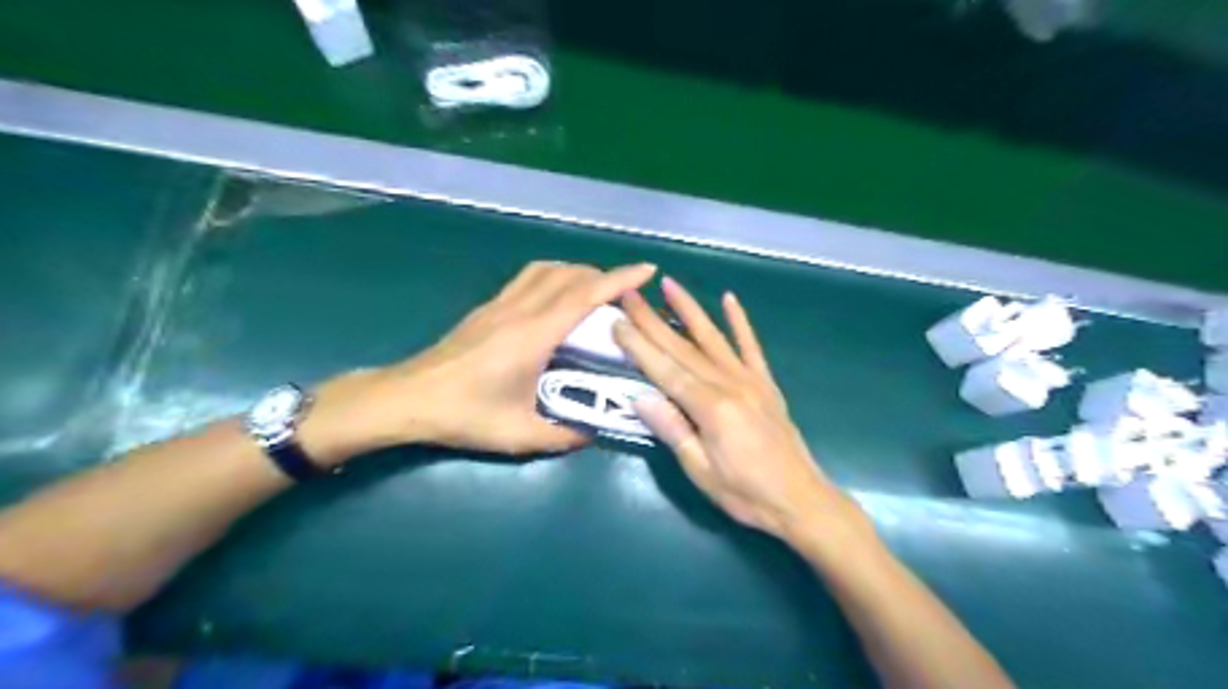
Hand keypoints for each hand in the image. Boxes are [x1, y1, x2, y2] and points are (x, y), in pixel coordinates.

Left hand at [302, 257, 656, 461]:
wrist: (408, 398)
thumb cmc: (464, 415)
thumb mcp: (519, 435)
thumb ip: (563, 434)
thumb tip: (593, 432)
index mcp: (533, 335)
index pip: (584, 296)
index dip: (618, 279)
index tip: (646, 270)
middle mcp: (519, 310)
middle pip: (569, 275)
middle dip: (603, 276)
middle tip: (626, 294)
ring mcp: (500, 305)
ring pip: (546, 270)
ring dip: (576, 271)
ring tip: (595, 290)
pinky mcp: (487, 308)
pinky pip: (528, 278)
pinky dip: (553, 276)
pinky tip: (557, 297)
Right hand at [612, 278, 862, 546]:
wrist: (800, 499)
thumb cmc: (746, 493)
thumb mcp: (701, 471)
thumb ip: (674, 431)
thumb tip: (641, 398)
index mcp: (710, 409)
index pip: (666, 370)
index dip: (639, 346)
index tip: (618, 321)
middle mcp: (729, 385)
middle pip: (683, 348)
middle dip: (653, 320)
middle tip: (630, 295)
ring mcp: (750, 380)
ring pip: (713, 337)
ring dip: (690, 309)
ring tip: (669, 283)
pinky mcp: (766, 383)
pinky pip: (751, 346)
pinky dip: (740, 322)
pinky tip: (730, 299)